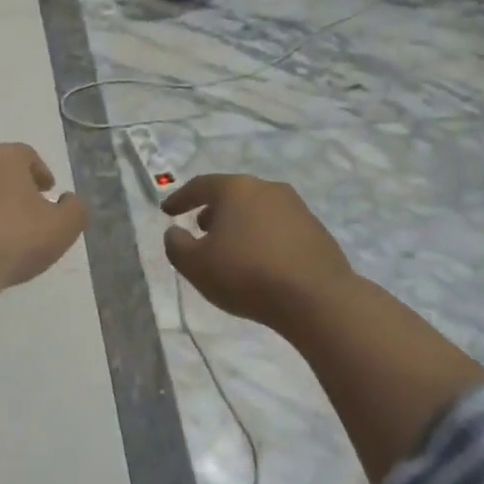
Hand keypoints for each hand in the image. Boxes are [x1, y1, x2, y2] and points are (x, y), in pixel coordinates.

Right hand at [162, 174, 355, 333]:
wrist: (316, 298)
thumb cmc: (246, 274)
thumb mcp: (195, 265)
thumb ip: (176, 245)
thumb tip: (175, 232)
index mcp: (236, 189)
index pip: (200, 186)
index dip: (180, 198)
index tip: (167, 212)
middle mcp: (267, 189)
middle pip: (232, 194)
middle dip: (213, 210)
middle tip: (200, 229)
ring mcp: (297, 208)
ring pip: (257, 210)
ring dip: (239, 224)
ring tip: (230, 248)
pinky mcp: (316, 231)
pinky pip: (278, 228)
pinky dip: (262, 237)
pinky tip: (259, 260)